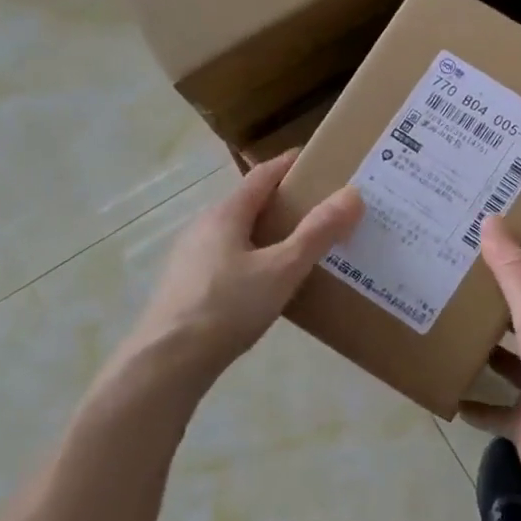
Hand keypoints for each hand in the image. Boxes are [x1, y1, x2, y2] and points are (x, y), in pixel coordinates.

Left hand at [129, 151, 360, 385]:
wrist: (168, 361)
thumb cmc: (228, 307)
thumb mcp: (282, 269)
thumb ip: (317, 233)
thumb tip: (352, 194)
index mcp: (225, 214)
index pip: (262, 175)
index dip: (289, 164)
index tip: (317, 160)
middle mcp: (203, 227)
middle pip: (248, 204)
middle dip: (283, 202)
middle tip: (320, 209)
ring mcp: (191, 257)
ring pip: (237, 234)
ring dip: (267, 233)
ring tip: (300, 247)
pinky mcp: (187, 286)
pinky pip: (228, 259)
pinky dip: (253, 258)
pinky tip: (267, 283)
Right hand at [459, 218, 520, 506]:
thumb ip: (514, 273)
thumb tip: (491, 220)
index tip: (496, 235)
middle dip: (495, 303)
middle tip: (454, 279)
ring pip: (507, 365)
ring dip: (483, 352)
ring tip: (444, 330)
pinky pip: (494, 412)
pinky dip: (474, 405)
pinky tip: (448, 393)